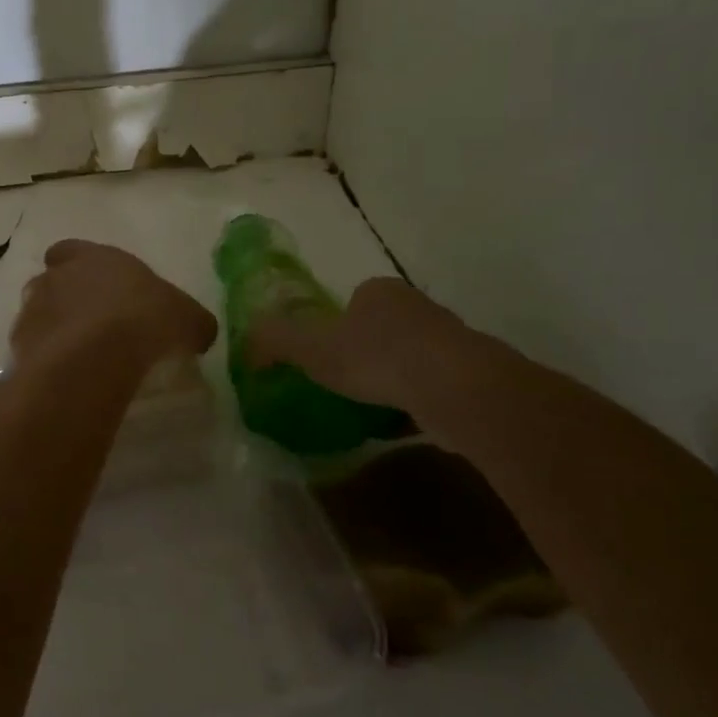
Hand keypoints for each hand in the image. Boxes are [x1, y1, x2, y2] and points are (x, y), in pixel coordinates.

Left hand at [11, 240, 216, 373]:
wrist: (97, 354)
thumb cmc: (146, 320)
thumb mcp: (189, 319)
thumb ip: (192, 322)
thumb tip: (199, 332)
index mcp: (93, 257)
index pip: (71, 250)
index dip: (80, 265)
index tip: (96, 287)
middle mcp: (57, 276)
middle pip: (52, 282)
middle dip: (66, 299)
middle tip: (91, 326)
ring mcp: (34, 308)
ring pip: (38, 313)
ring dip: (54, 328)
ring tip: (79, 356)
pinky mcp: (21, 343)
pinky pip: (33, 348)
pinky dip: (45, 358)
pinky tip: (66, 376)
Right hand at [246, 276, 467, 410]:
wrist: (456, 390)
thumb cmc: (376, 358)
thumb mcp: (309, 348)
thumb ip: (274, 340)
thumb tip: (245, 342)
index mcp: (379, 292)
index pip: (353, 301)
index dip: (335, 326)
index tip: (323, 357)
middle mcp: (418, 307)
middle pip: (383, 328)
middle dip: (365, 353)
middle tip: (343, 384)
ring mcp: (450, 341)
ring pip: (411, 358)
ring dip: (393, 379)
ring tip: (369, 408)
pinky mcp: (472, 376)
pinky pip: (433, 388)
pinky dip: (416, 403)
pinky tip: (400, 425)